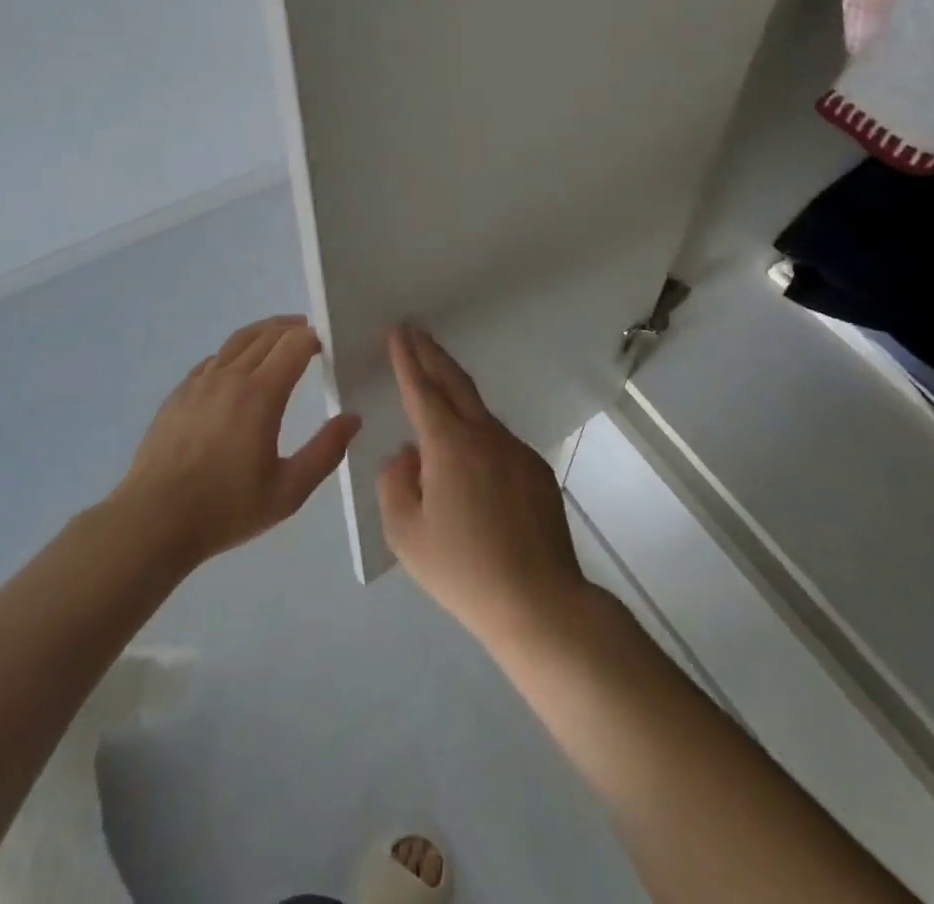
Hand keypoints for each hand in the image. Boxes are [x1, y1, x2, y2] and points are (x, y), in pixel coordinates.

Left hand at [115, 316, 360, 568]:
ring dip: (262, 332)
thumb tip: (352, 418)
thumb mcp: (288, 491)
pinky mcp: (177, 395)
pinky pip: (211, 361)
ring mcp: (199, 383)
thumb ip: (325, 452)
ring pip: (236, 342)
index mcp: (260, 395)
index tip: (326, 344)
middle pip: (266, 335)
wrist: (153, 521)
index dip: (312, 338)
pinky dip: (232, 353)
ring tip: (277, 335)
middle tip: (308, 333)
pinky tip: (235, 367)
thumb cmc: (226, 508)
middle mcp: (229, 377)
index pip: (293, 346)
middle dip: (291, 329)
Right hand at [376, 326, 591, 651]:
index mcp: (449, 445)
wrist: (539, 602)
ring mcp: (516, 451)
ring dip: (455, 394)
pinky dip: (477, 435)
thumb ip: (395, 484)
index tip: (398, 331)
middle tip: (415, 332)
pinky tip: (470, 461)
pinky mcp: (537, 471)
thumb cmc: (463, 570)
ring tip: (435, 390)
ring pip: (479, 413)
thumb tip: (407, 456)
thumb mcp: (406, 534)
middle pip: (455, 383)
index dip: (407, 359)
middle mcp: (486, 436)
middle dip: (432, 354)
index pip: (422, 390)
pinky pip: (498, 442)